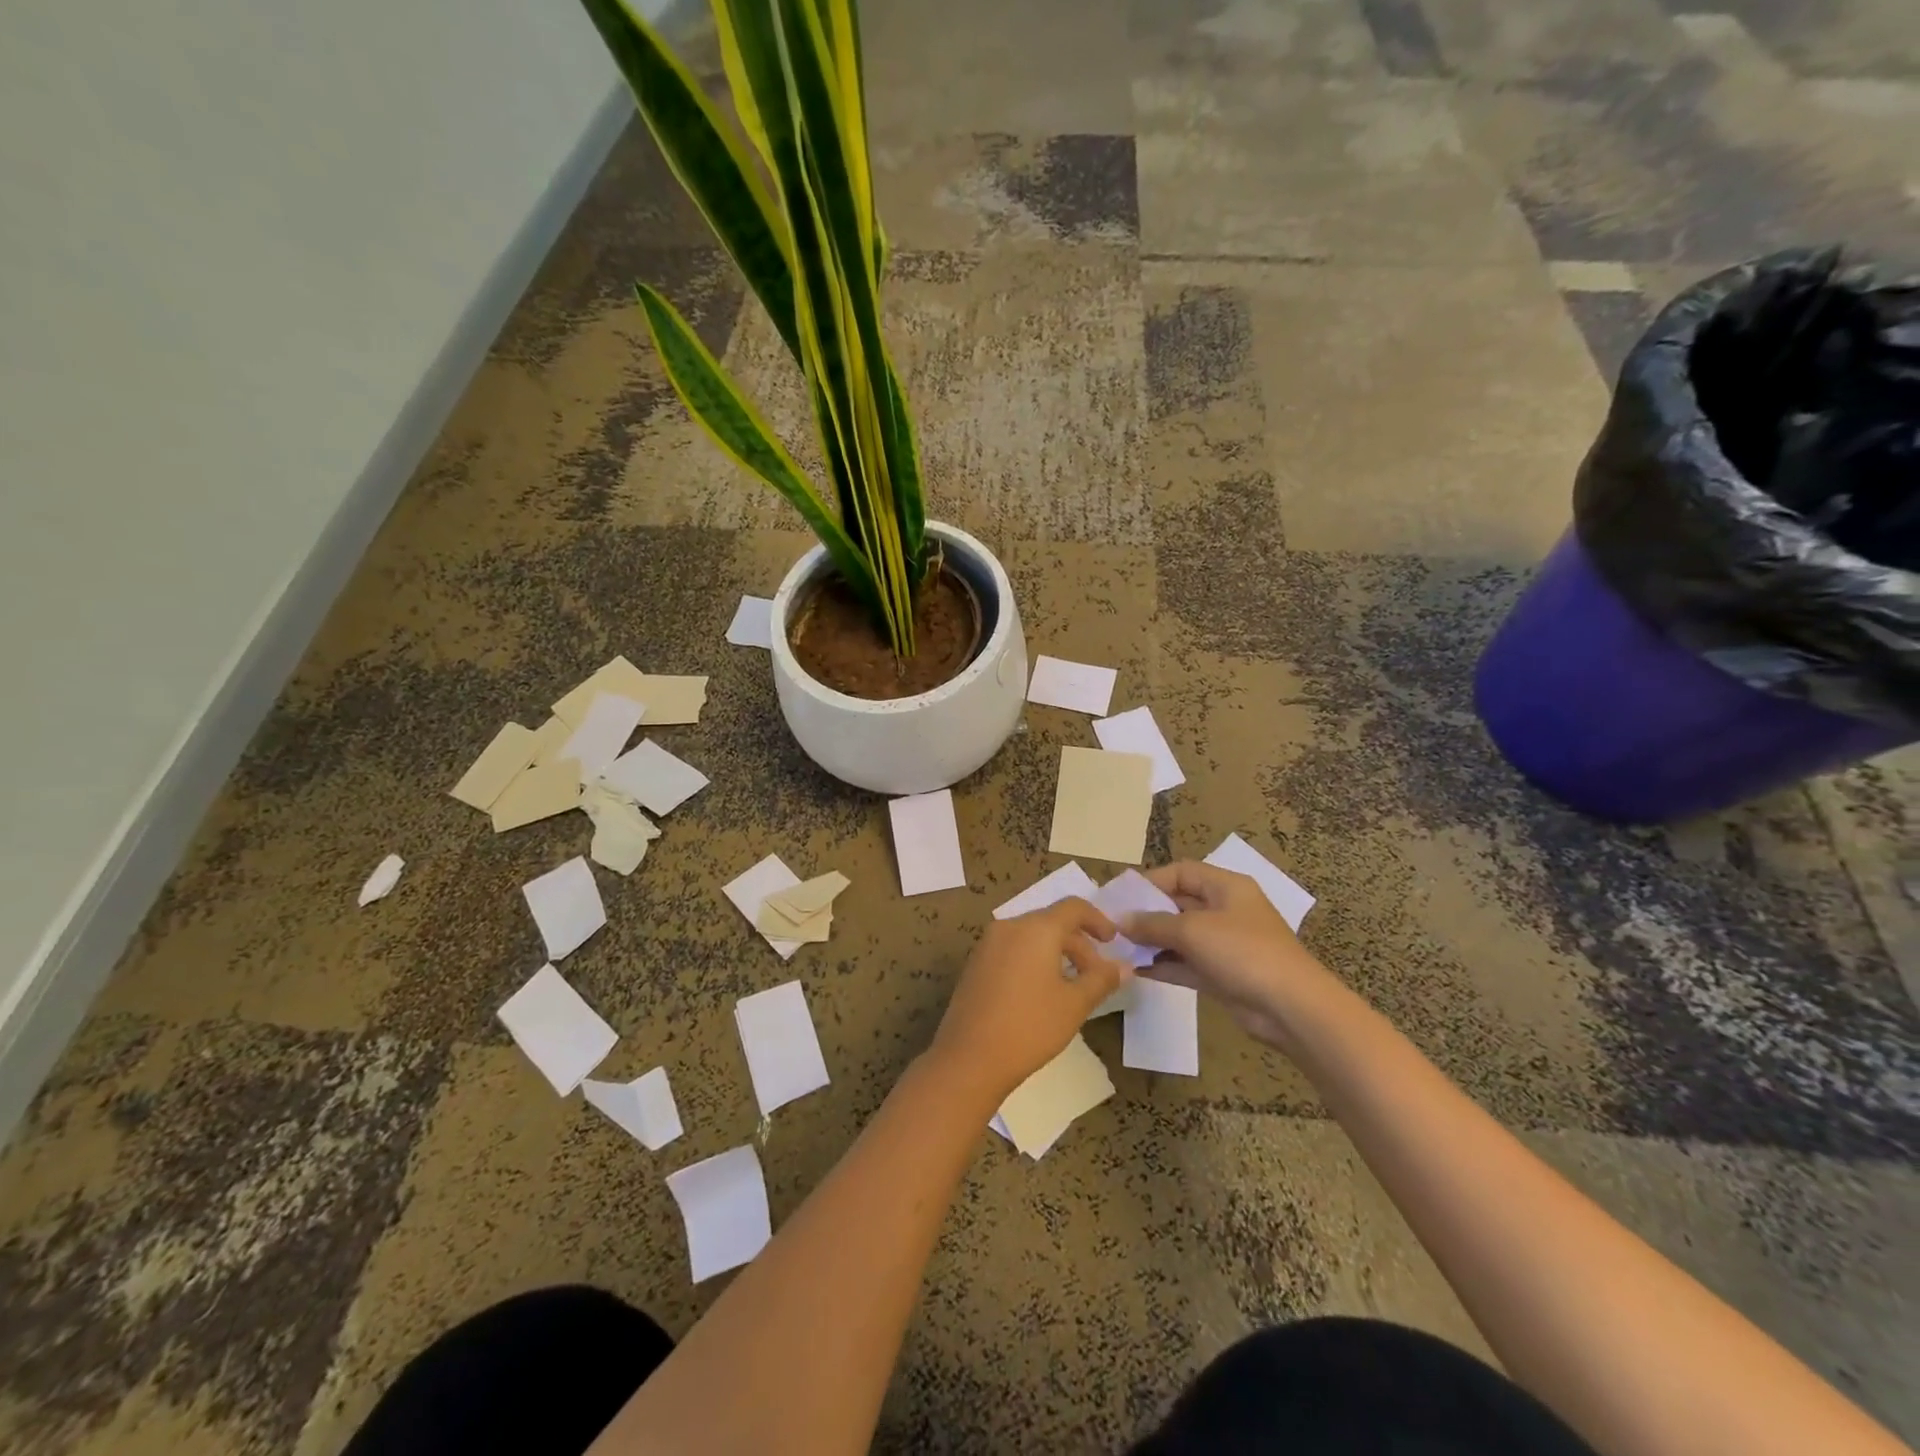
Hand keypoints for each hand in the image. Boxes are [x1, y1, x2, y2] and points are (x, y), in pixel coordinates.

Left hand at [928, 898, 1125, 1104]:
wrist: (969, 1057)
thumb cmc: (1030, 1026)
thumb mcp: (1074, 1004)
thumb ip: (1101, 980)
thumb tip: (1124, 966)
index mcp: (1036, 928)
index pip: (1073, 907)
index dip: (1098, 920)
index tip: (1114, 942)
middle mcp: (1009, 927)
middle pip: (1051, 922)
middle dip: (1079, 945)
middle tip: (1097, 976)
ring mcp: (988, 944)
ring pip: (1031, 937)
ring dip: (1057, 953)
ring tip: (1072, 987)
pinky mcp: (976, 964)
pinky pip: (1013, 950)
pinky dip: (1033, 960)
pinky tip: (1041, 993)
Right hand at [1123, 862, 1340, 1047]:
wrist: (1290, 1008)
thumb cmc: (1242, 952)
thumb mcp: (1192, 930)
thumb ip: (1152, 923)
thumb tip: (1120, 920)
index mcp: (1226, 887)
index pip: (1182, 872)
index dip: (1150, 881)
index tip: (1121, 896)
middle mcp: (1225, 910)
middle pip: (1178, 903)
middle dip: (1146, 913)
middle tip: (1112, 924)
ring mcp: (1224, 944)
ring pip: (1180, 936)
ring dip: (1151, 941)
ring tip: (1117, 948)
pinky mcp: (1222, 974)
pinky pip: (1185, 963)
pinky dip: (1162, 965)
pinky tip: (1134, 970)